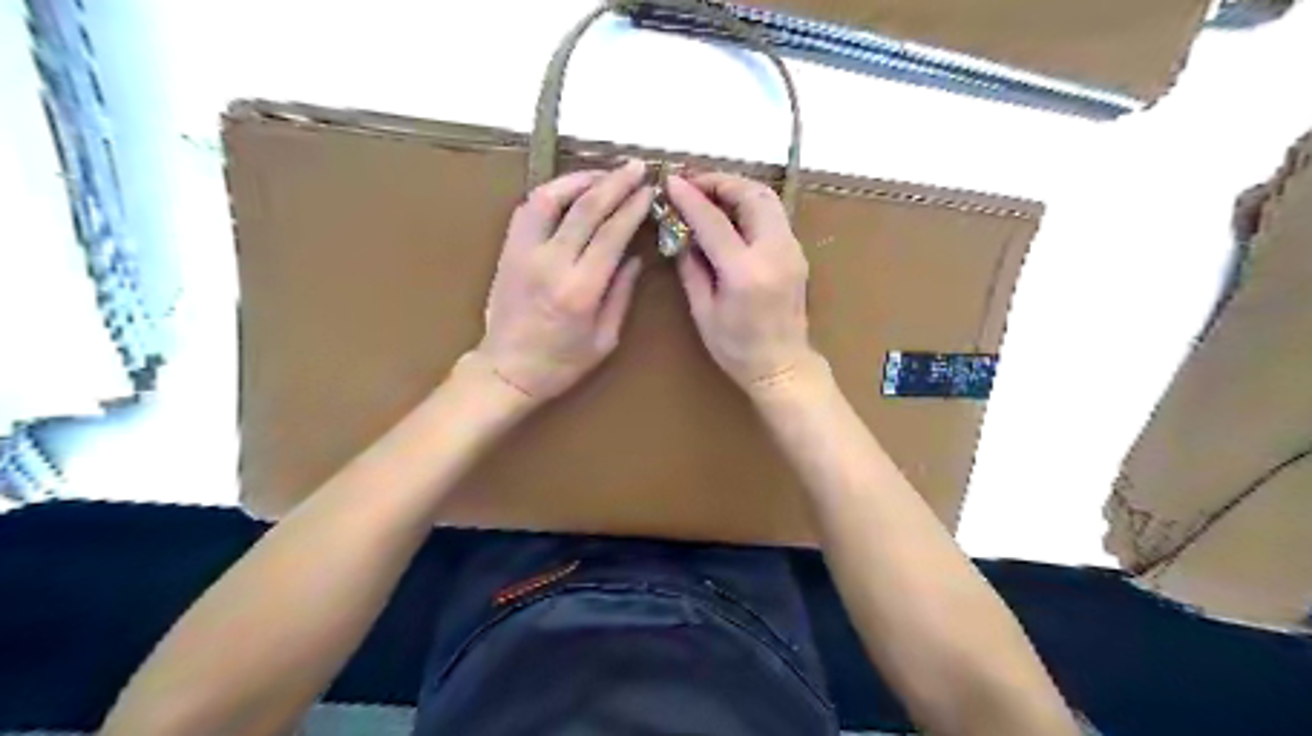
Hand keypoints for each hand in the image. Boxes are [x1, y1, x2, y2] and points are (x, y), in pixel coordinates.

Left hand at [474, 159, 653, 401]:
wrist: (507, 371)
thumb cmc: (561, 363)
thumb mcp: (605, 339)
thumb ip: (621, 294)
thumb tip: (635, 256)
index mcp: (580, 290)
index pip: (611, 233)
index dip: (633, 207)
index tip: (650, 189)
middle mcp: (551, 263)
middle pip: (586, 208)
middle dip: (615, 182)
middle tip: (635, 167)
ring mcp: (523, 252)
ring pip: (551, 198)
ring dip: (580, 179)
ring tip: (604, 174)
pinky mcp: (508, 250)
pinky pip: (528, 209)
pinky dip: (552, 192)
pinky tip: (570, 189)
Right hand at [667, 173, 816, 398]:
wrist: (783, 366)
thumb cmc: (736, 348)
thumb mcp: (703, 312)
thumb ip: (691, 268)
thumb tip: (681, 232)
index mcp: (745, 272)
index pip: (714, 221)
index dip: (690, 198)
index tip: (670, 182)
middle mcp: (774, 253)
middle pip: (751, 195)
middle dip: (720, 181)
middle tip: (693, 183)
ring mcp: (792, 250)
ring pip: (768, 198)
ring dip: (738, 188)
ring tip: (710, 192)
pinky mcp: (797, 252)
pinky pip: (774, 214)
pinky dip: (751, 202)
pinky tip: (730, 211)